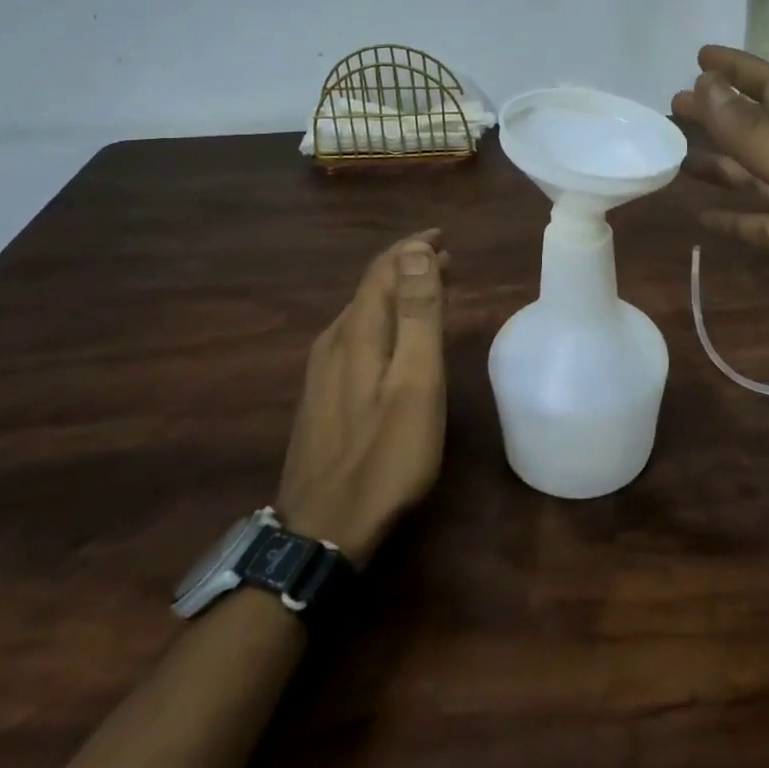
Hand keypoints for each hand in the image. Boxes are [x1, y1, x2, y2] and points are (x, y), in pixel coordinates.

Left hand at [277, 231, 447, 566]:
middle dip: (408, 267)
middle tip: (446, 260)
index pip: (383, 270)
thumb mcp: (415, 382)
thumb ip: (418, 314)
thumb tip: (415, 251)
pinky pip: (356, 337)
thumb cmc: (385, 455)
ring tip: (429, 291)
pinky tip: (396, 338)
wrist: (323, 530)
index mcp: (358, 332)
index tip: (443, 237)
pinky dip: (384, 321)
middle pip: (371, 289)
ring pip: (363, 313)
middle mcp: (333, 342)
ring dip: (397, 294)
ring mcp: (322, 371)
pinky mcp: (322, 396)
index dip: (413, 248)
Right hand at [672, 46, 768, 342]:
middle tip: (675, 105)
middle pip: (756, 127)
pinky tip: (701, 216)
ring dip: (717, 160)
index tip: (699, 56)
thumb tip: (706, 87)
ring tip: (677, 154)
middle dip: (718, 111)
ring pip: (751, 172)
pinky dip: (729, 213)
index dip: (739, 69)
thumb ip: (759, 137)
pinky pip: (755, 219)